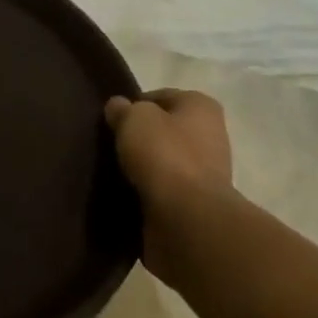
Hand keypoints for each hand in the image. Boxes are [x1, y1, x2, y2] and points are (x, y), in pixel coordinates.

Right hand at [104, 89, 232, 286]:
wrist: (187, 219)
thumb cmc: (165, 155)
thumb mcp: (134, 118)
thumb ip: (123, 109)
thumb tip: (118, 107)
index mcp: (201, 107)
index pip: (160, 97)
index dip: (134, 105)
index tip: (111, 120)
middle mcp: (209, 136)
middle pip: (163, 131)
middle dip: (139, 138)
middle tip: (109, 145)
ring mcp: (204, 174)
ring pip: (162, 162)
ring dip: (141, 168)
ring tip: (111, 172)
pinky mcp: (194, 205)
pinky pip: (162, 191)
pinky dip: (145, 193)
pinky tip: (123, 195)